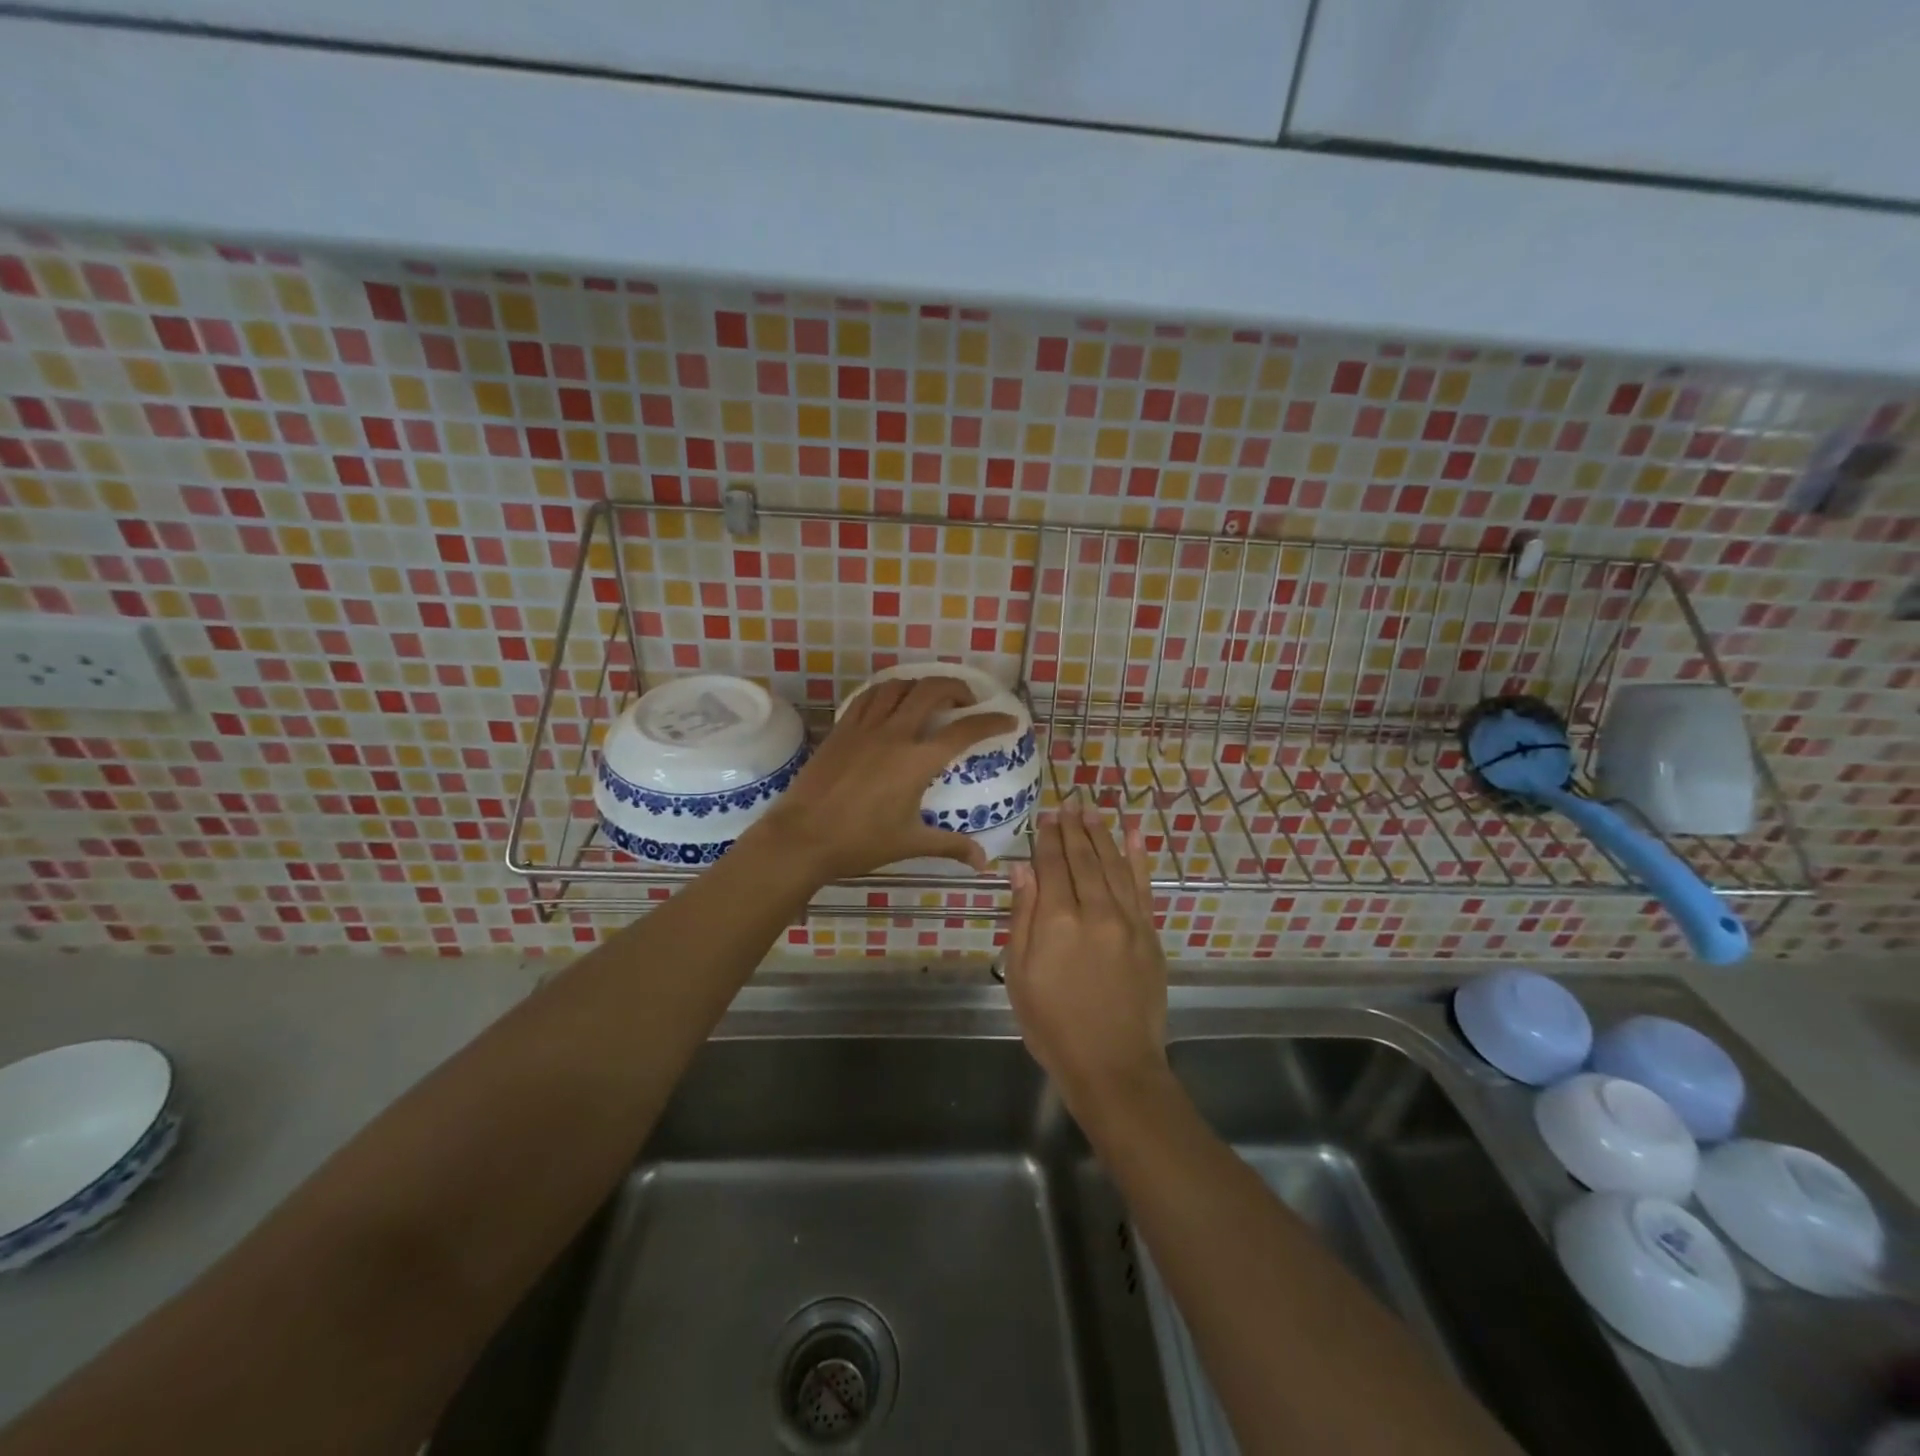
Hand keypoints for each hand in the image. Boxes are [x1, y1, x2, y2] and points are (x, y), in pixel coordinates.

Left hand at [750, 676, 1018, 882]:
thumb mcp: (910, 843)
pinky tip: (891, 704)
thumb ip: (950, 846)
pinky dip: (888, 692)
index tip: (1010, 721)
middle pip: (932, 690)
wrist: (802, 837)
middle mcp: (895, 734)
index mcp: (917, 761)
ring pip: (898, 686)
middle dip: (957, 688)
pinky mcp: (841, 729)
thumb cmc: (860, 842)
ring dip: (921, 685)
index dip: (992, 722)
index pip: (965, 731)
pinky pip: (869, 696)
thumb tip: (982, 862)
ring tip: (930, 699)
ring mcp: (865, 727)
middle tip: (966, 703)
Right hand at [1004, 809, 1167, 1109]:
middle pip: (1083, 858)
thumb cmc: (1053, 1025)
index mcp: (1057, 921)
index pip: (1051, 866)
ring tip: (1093, 811)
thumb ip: (1023, 917)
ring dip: (1102, 834)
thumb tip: (1022, 870)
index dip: (1046, 839)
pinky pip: (1143, 887)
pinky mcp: (1150, 934)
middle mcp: (1095, 911)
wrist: (1113, 1065)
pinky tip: (1134, 834)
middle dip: (1073, 829)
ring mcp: (1127, 921)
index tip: (1045, 816)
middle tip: (1069, 803)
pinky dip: (1139, 858)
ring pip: (1114, 865)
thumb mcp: (1020, 975)